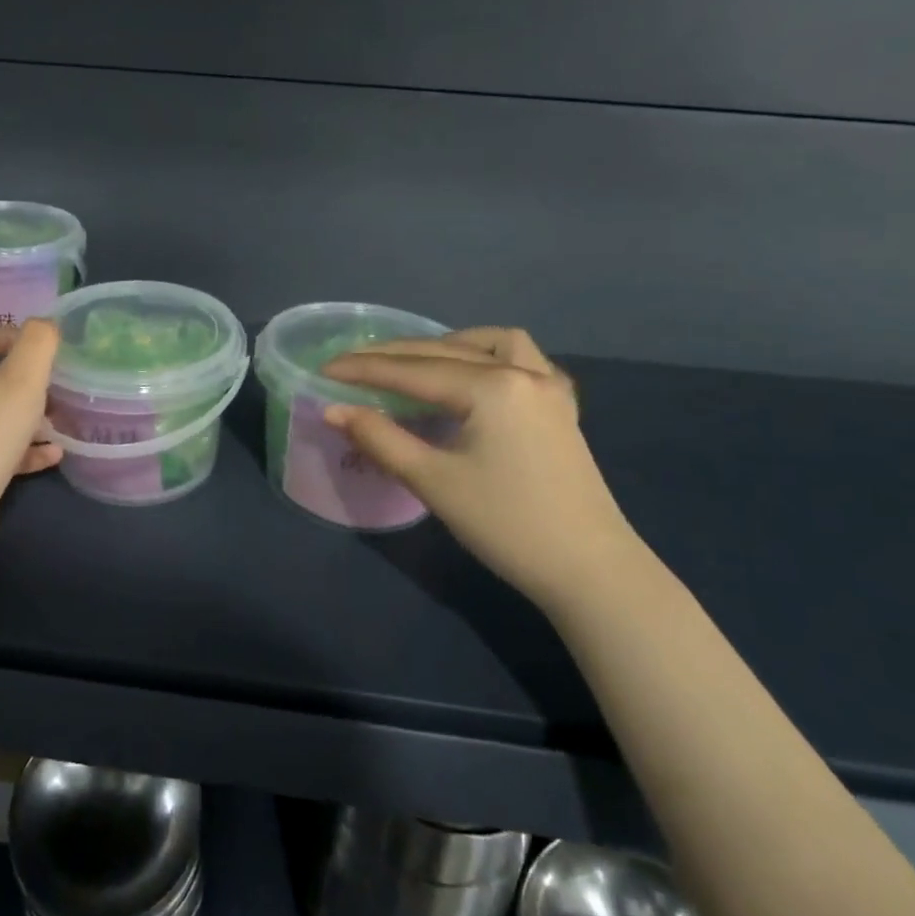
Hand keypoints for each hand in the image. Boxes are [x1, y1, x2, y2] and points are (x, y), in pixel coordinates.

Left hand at [0, 321, 63, 555]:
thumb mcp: (22, 378)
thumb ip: (38, 343)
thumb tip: (45, 324)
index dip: (15, 335)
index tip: (47, 350)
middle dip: (27, 382)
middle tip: (59, 389)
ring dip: (27, 418)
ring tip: (60, 423)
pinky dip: (21, 449)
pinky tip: (52, 456)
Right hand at [322, 328, 647, 613]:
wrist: (590, 571)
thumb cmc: (507, 526)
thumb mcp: (433, 481)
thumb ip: (380, 438)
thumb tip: (334, 410)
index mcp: (491, 387)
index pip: (412, 371)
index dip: (363, 369)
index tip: (324, 368)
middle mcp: (522, 372)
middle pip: (444, 352)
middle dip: (394, 356)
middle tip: (352, 365)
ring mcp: (548, 387)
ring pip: (490, 344)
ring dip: (446, 346)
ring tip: (414, 363)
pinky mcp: (560, 408)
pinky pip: (521, 360)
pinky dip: (488, 356)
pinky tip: (473, 375)